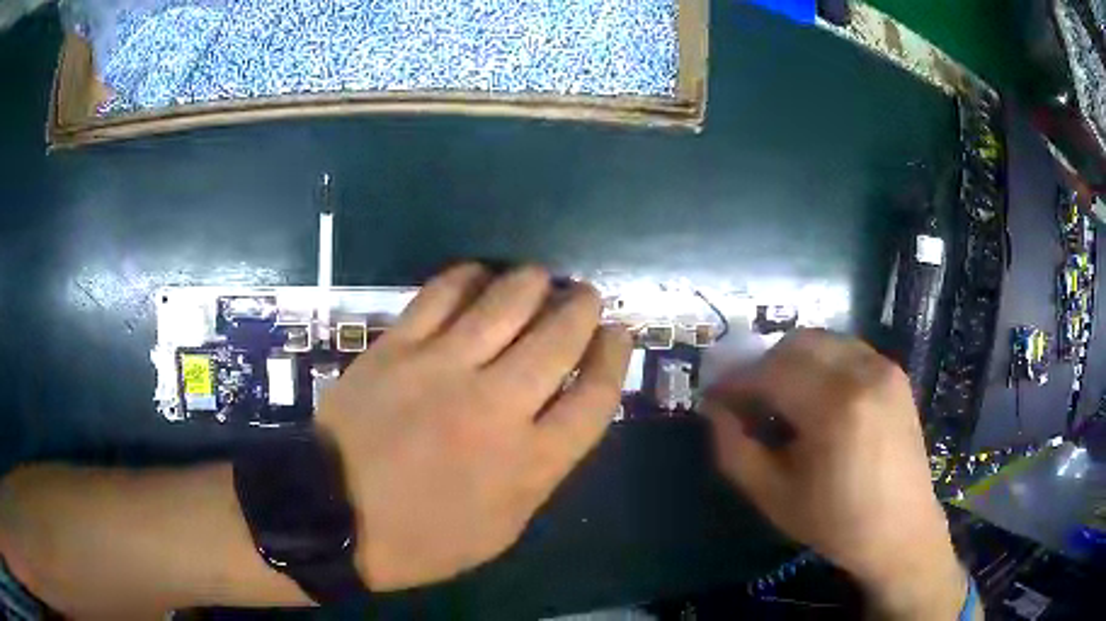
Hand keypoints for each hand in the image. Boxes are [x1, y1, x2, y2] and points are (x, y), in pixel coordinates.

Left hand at [317, 264, 632, 590]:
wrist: (334, 515)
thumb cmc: (422, 538)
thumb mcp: (502, 528)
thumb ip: (542, 471)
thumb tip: (562, 415)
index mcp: (529, 463)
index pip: (596, 395)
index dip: (615, 357)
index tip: (618, 335)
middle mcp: (496, 407)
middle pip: (560, 336)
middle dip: (584, 307)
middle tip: (585, 298)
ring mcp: (443, 368)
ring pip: (508, 300)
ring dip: (535, 282)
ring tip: (540, 281)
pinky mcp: (397, 346)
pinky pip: (443, 292)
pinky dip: (470, 277)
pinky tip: (480, 277)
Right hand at [703, 329, 965, 619]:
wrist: (900, 530)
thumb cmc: (836, 522)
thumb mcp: (774, 496)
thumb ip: (735, 450)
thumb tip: (714, 410)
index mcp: (834, 407)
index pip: (769, 372)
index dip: (734, 380)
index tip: (713, 396)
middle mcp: (862, 373)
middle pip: (795, 343)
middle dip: (762, 364)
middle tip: (745, 398)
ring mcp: (883, 368)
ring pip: (822, 340)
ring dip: (791, 360)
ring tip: (779, 397)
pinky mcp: (894, 373)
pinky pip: (846, 349)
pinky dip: (820, 362)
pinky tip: (815, 396)